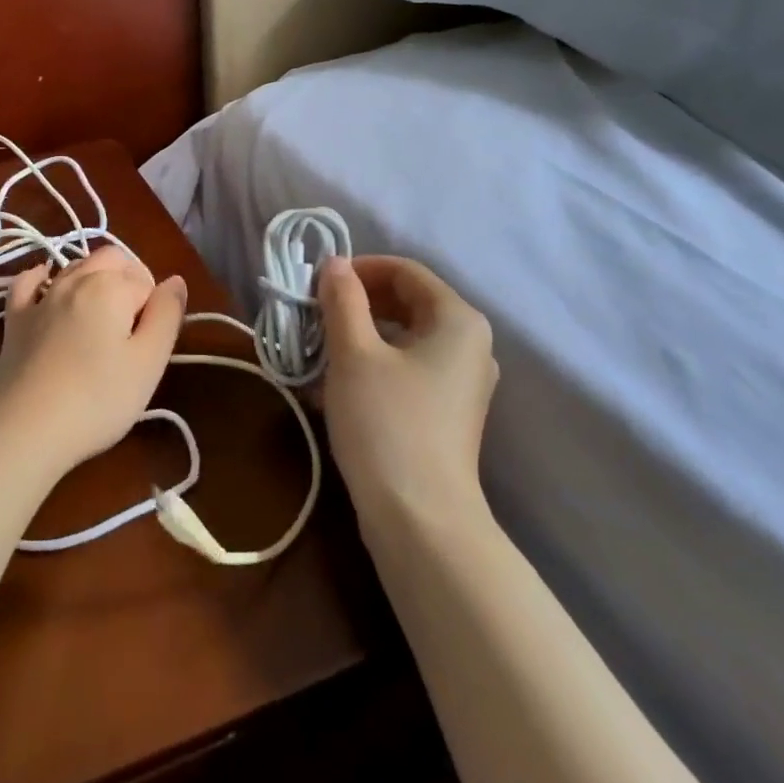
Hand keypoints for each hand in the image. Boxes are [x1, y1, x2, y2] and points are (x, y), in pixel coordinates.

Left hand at [0, 247, 186, 478]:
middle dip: (128, 281)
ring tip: (101, 320)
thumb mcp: (149, 362)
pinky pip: (28, 283)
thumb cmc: (97, 399)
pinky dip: (42, 278)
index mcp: (111, 286)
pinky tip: (46, 285)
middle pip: (111, 260)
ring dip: (94, 279)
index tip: (148, 347)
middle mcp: (74, 279)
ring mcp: (40, 298)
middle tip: (132, 330)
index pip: (147, 283)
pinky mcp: (14, 319)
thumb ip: (167, 315)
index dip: (154, 311)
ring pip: (74, 267)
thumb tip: (175, 281)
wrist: (24, 430)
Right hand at [316, 255, 498, 519]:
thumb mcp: (354, 353)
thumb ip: (343, 300)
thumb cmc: (386, 423)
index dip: (359, 269)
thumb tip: (335, 264)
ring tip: (317, 347)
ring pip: (404, 337)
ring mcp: (461, 381)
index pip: (406, 271)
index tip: (317, 283)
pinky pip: (407, 368)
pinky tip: (333, 381)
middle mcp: (470, 344)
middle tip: (314, 314)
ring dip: (359, 334)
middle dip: (356, 302)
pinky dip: (372, 363)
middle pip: (407, 302)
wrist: (419, 518)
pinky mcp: (447, 411)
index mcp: (458, 320)